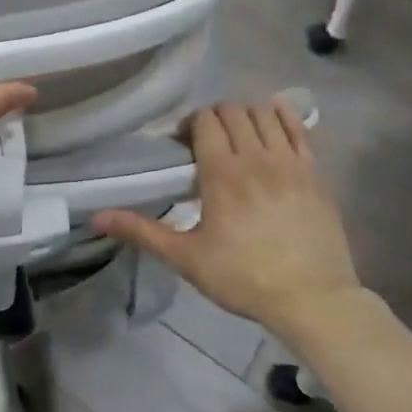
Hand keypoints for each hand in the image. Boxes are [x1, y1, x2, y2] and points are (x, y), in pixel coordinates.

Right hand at [93, 99, 361, 341]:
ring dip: (246, 117)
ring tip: (239, 140)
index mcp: (222, 172)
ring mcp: (291, 162)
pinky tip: (272, 125)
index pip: (205, 120)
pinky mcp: (316, 172)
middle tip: (207, 144)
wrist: (313, 301)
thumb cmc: (244, 278)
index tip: (183, 146)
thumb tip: (96, 217)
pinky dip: (282, 117)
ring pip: (264, 113)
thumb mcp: (186, 258)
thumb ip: (141, 231)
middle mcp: (256, 157)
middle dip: (215, 119)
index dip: (190, 125)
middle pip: (233, 111)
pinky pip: (298, 127)